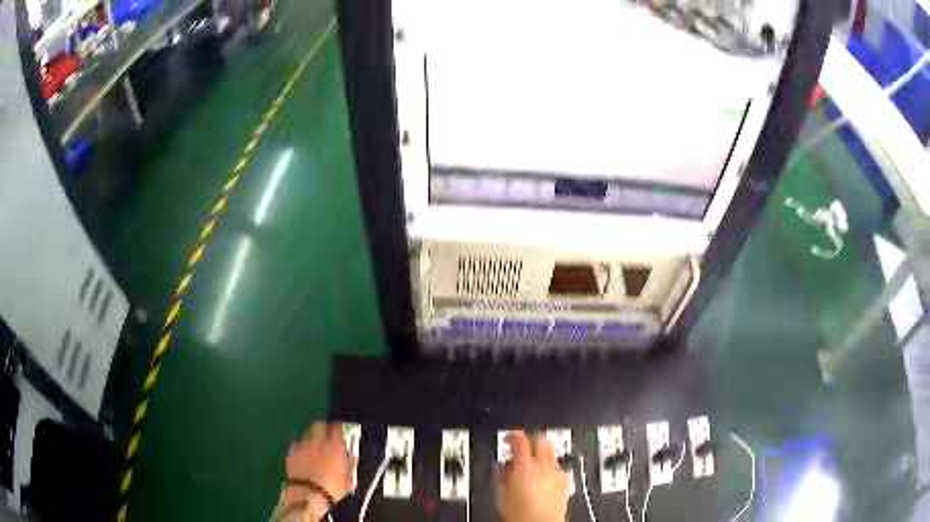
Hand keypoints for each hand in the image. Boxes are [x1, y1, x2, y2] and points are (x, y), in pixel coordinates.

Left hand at [281, 422, 354, 516]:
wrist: (307, 494)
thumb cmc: (331, 488)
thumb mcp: (347, 480)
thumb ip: (350, 466)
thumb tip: (352, 457)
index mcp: (334, 447)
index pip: (337, 428)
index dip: (339, 428)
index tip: (341, 432)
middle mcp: (318, 442)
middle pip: (319, 425)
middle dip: (322, 428)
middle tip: (326, 436)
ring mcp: (303, 446)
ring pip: (306, 433)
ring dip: (311, 437)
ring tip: (314, 447)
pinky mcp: (291, 452)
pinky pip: (296, 444)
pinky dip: (300, 447)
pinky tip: (303, 455)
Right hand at [495, 431, 570, 521]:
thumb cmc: (521, 516)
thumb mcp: (501, 495)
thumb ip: (501, 476)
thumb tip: (501, 467)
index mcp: (525, 467)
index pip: (521, 439)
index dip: (513, 435)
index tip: (508, 437)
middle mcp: (544, 467)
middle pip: (541, 440)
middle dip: (531, 440)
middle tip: (521, 446)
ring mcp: (557, 474)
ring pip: (552, 452)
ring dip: (542, 452)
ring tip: (532, 461)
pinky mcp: (565, 483)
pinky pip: (560, 467)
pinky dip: (552, 466)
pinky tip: (546, 475)